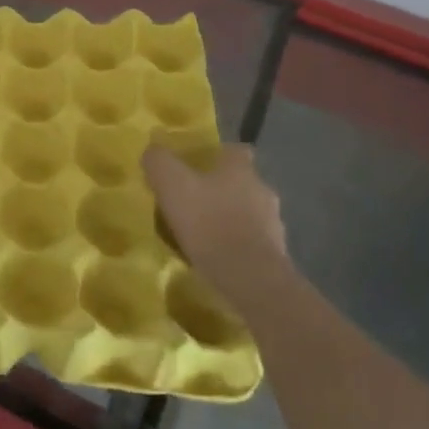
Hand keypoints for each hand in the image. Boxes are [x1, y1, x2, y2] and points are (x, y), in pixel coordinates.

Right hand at [144, 143, 287, 292]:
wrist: (250, 278)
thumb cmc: (209, 223)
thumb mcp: (172, 185)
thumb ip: (159, 162)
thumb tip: (153, 151)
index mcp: (241, 170)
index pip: (236, 150)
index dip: (218, 154)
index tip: (199, 163)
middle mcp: (263, 191)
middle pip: (242, 182)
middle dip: (221, 189)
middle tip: (193, 200)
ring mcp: (273, 224)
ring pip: (248, 213)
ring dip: (229, 218)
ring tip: (202, 232)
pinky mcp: (275, 255)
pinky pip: (251, 241)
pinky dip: (236, 244)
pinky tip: (216, 255)